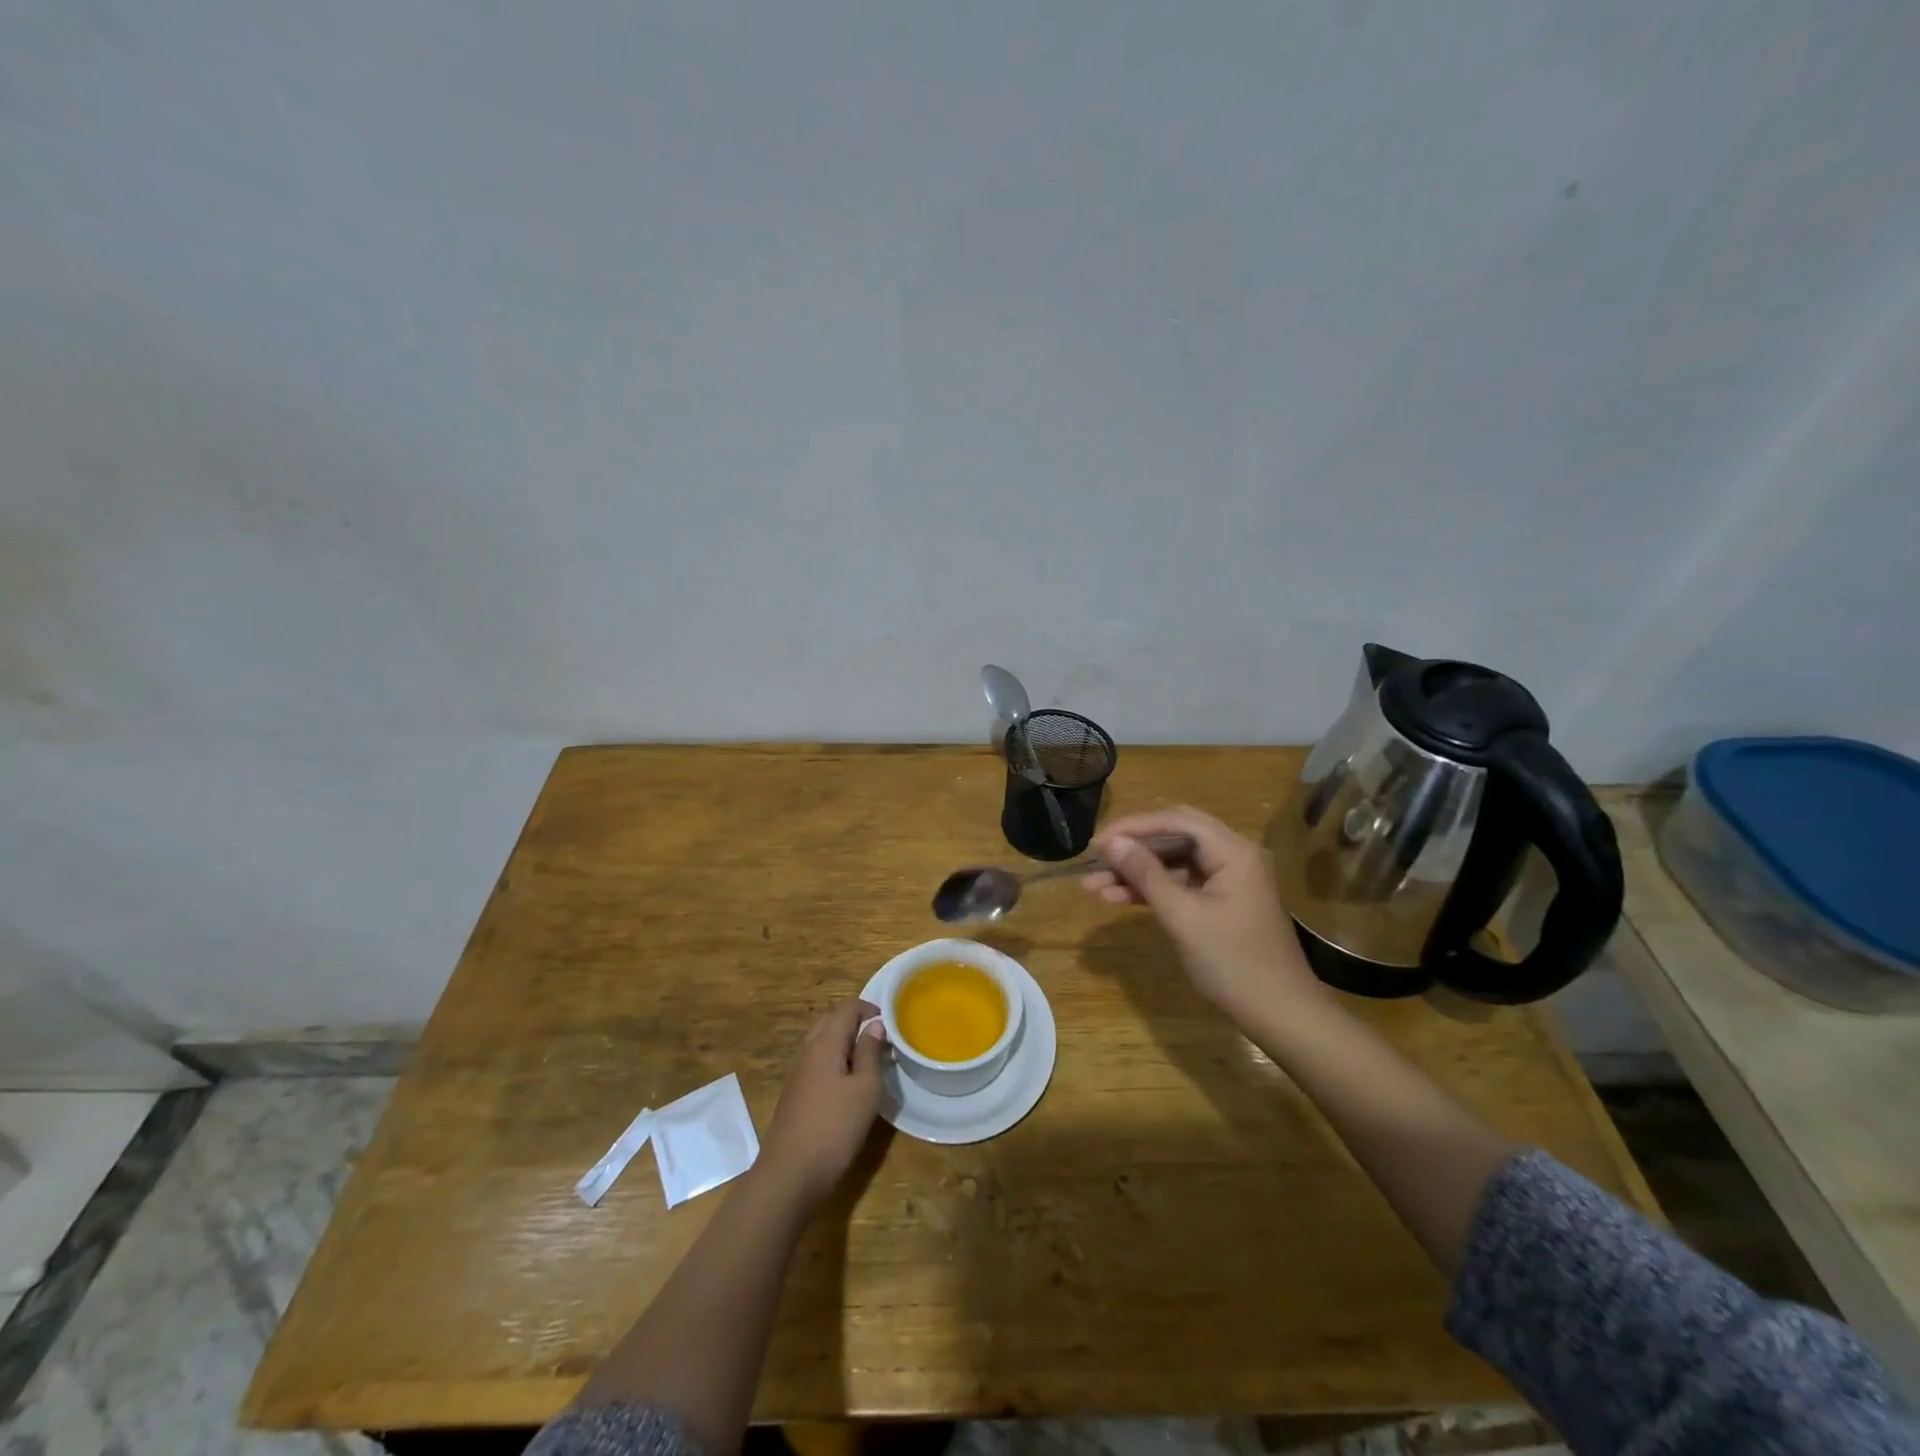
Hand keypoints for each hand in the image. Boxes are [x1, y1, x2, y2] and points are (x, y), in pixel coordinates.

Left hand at [758, 998, 886, 1208]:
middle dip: (856, 1023)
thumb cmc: (834, 1128)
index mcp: (825, 1043)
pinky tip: (848, 1085)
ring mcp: (798, 1073)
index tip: (890, 1023)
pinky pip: (817, 1063)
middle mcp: (807, 1051)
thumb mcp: (865, 1089)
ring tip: (869, 1061)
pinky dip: (835, 1061)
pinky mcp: (795, 1094)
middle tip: (881, 1040)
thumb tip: (875, 1025)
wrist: (789, 1175)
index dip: (869, 1008)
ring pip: (823, 1042)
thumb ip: (871, 1052)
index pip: (847, 1008)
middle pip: (831, 1021)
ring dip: (845, 1043)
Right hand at [1082, 806, 1325, 1024]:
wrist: (1281, 1014)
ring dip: (1137, 871)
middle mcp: (1233, 855)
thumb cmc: (1233, 962)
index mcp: (1233, 851)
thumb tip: (1112, 843)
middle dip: (1133, 847)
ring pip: (1174, 861)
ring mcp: (1228, 879)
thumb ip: (1146, 874)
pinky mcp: (1222, 901)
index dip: (1133, 827)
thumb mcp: (1183, 916)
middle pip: (1174, 836)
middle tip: (1096, 858)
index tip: (1097, 843)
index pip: (1176, 820)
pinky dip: (1152, 889)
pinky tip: (1118, 898)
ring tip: (1093, 885)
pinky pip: (1181, 883)